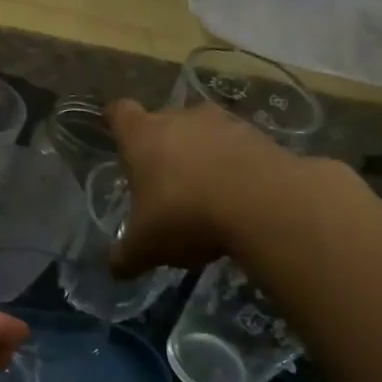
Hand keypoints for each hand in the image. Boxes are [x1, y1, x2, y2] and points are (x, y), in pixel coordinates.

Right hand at [105, 98, 305, 276]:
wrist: (266, 205)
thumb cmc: (185, 215)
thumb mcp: (145, 246)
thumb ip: (126, 255)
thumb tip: (115, 269)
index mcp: (142, 136)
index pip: (120, 112)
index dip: (117, 123)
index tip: (120, 140)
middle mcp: (180, 118)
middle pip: (164, 121)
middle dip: (162, 145)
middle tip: (163, 180)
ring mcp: (224, 123)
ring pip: (203, 132)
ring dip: (202, 154)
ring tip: (205, 192)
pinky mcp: (262, 136)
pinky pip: (239, 148)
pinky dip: (235, 166)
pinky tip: (238, 198)